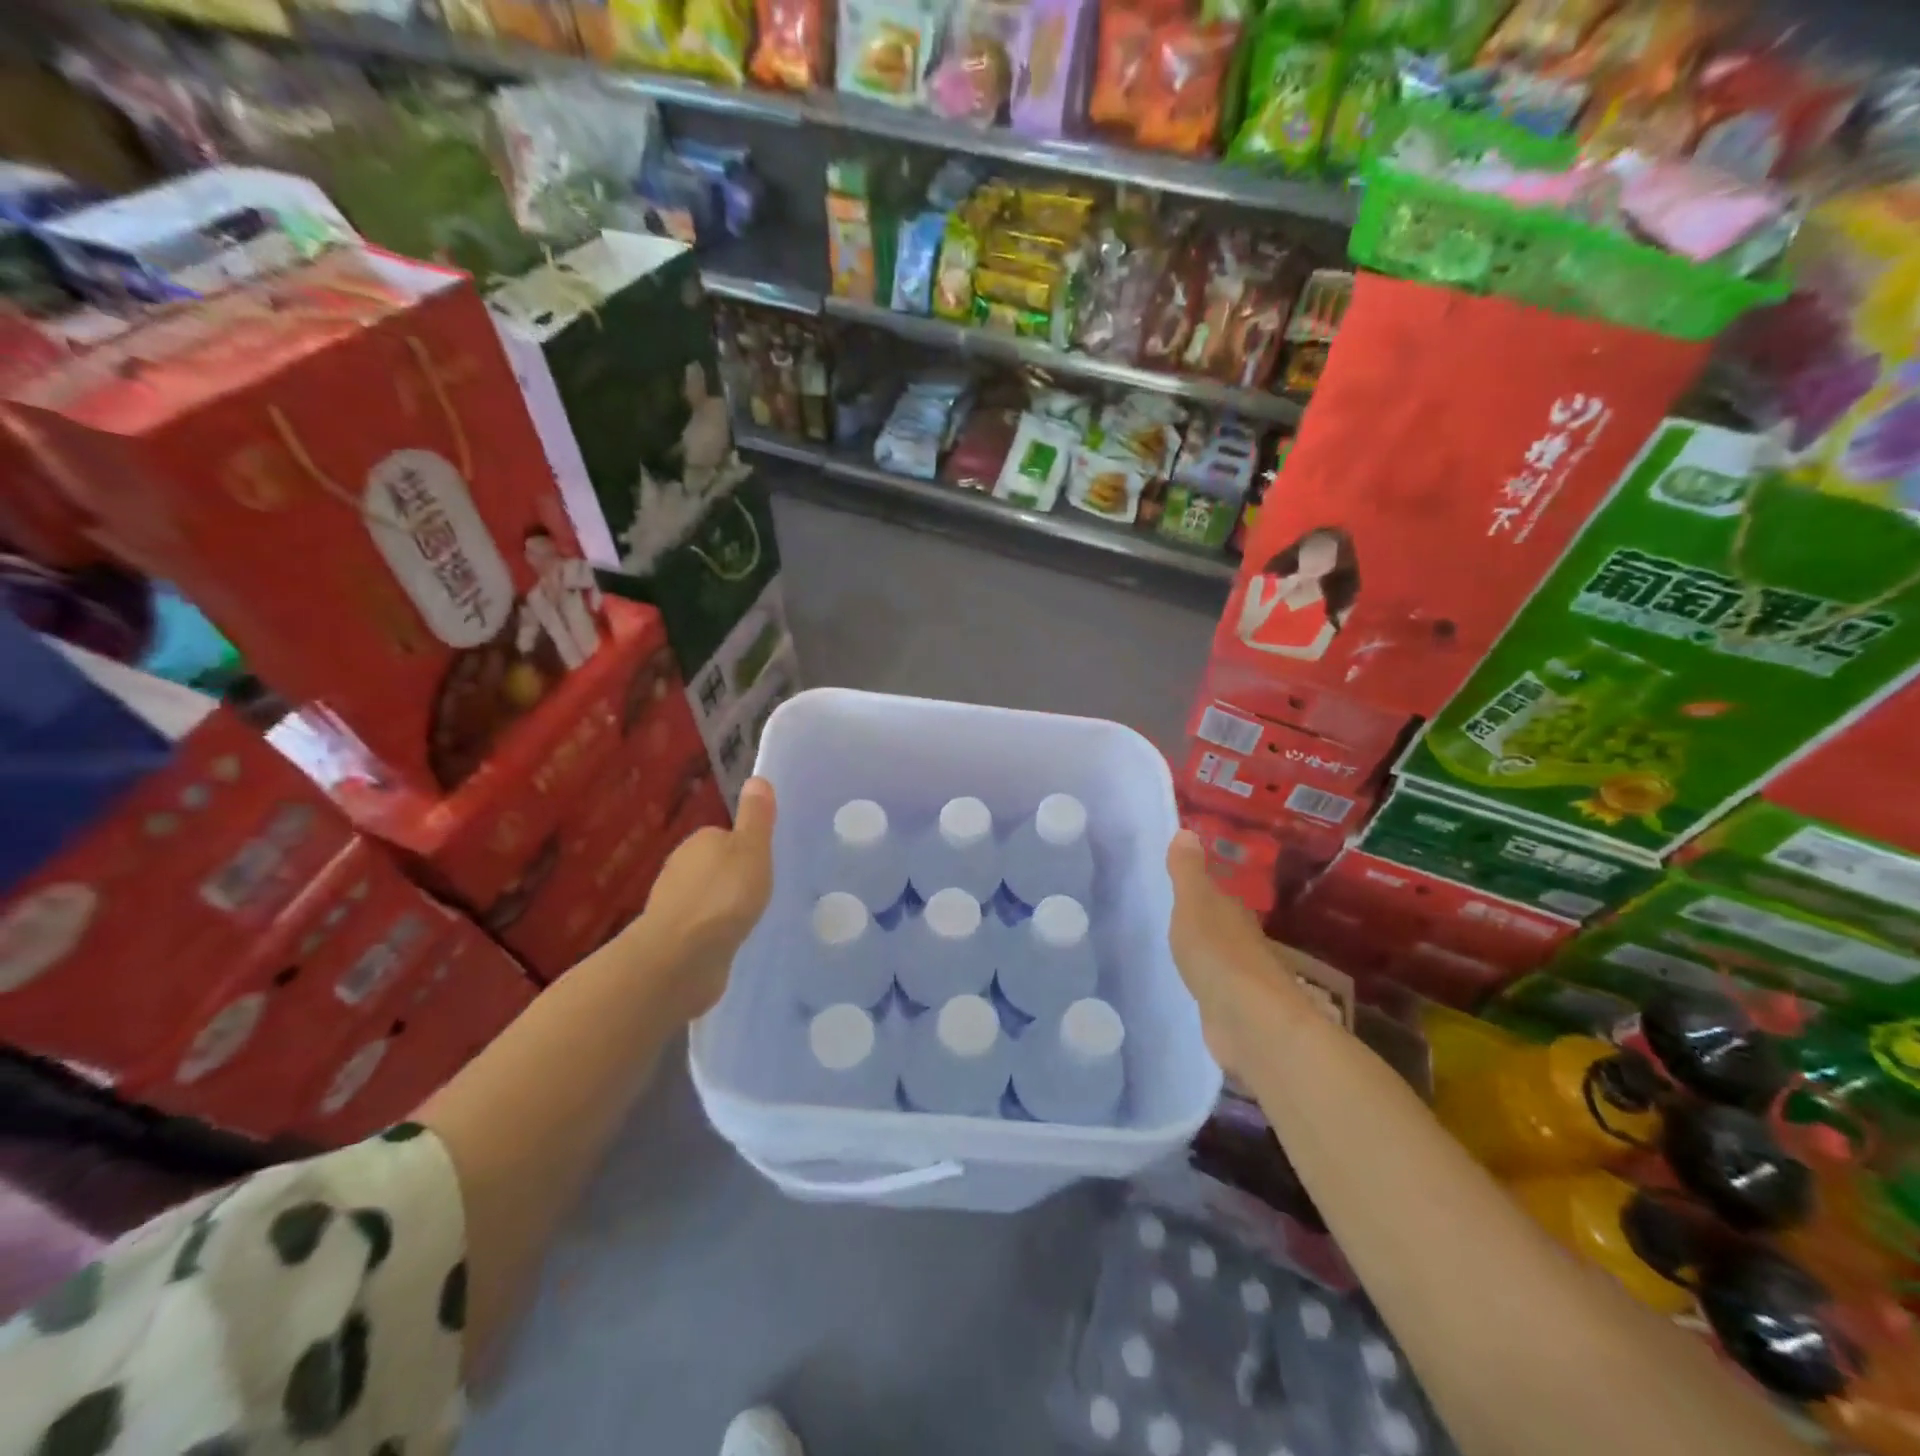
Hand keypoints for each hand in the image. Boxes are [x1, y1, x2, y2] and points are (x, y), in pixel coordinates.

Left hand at [628, 777, 776, 1018]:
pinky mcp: (672, 938)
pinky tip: (727, 943)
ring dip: (722, 906)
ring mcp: (673, 905)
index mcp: (699, 841)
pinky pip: (699, 927)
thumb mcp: (752, 850)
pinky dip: (712, 931)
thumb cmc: (723, 896)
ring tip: (747, 920)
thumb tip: (757, 778)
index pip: (726, 836)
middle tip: (761, 894)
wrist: (680, 957)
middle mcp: (680, 868)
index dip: (747, 849)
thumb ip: (756, 818)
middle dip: (733, 878)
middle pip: (714, 866)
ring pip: (705, 897)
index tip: (765, 866)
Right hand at [1167, 829, 1330, 1079]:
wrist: (1248, 1021)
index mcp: (1233, 912)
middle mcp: (1242, 941)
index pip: (1216, 893)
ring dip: (1200, 952)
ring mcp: (1239, 978)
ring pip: (1216, 956)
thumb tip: (1187, 830)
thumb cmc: (1218, 953)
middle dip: (1199, 919)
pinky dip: (1201, 982)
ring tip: (1170, 947)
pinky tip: (1185, 984)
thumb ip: (1187, 871)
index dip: (1198, 887)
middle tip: (1166, 913)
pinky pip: (1212, 987)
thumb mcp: (1194, 903)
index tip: (1175, 883)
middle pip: (1218, 924)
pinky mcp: (1232, 1010)